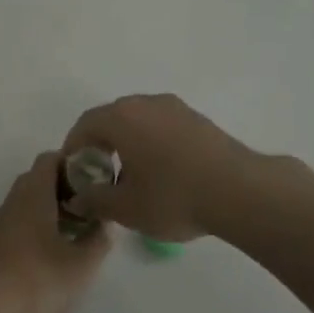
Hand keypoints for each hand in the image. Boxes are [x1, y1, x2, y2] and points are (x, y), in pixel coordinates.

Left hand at [0, 152, 111, 312]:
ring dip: (49, 209)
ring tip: (75, 231)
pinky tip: (52, 252)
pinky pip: (18, 224)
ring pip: (26, 203)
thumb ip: (99, 239)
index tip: (94, 179)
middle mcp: (13, 202)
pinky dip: (36, 227)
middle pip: (37, 180)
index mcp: (34, 194)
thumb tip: (104, 224)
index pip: (50, 159)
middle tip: (88, 206)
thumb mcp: (83, 262)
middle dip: (63, 188)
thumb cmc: (41, 277)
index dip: (72, 162)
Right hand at [61, 94, 259, 242]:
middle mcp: (146, 103)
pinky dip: (151, 143)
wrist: (240, 191)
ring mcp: (176, 108)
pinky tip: (161, 173)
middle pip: (112, 119)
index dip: (73, 149)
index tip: (73, 174)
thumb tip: (79, 198)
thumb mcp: (126, 208)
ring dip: (127, 144)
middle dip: (100, 145)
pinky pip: (162, 126)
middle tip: (99, 176)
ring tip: (131, 177)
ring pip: (139, 121)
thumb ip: (95, 200)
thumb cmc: (173, 197)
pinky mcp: (198, 119)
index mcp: (122, 118)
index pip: (85, 125)